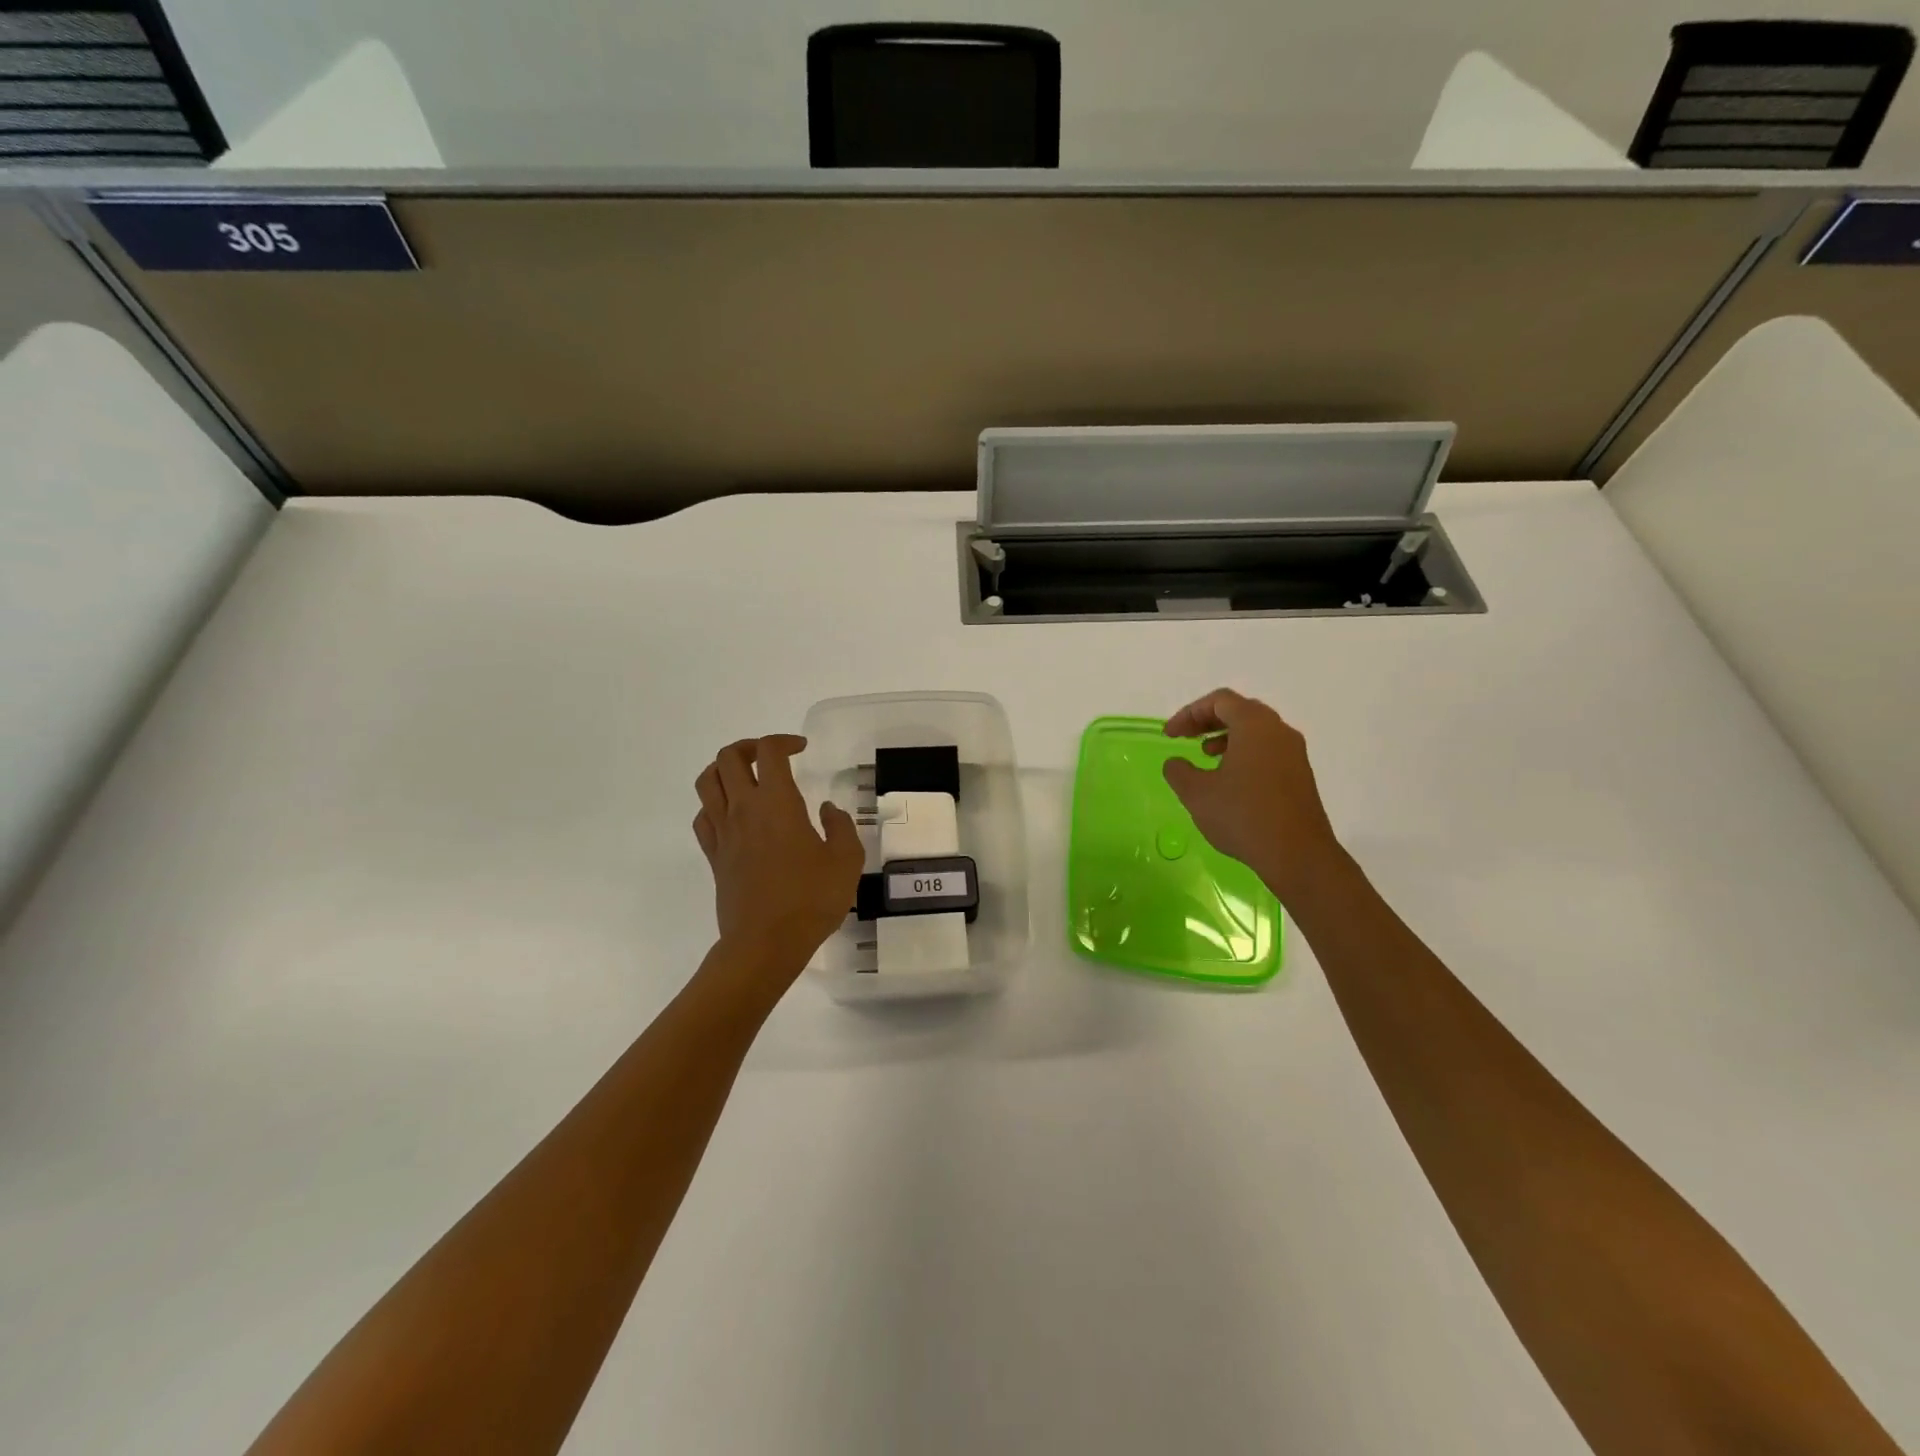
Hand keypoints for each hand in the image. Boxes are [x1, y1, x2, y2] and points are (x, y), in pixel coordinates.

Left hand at [693, 735, 863, 977]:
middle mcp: (744, 809)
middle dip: (750, 747)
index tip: (802, 749)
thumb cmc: (811, 900)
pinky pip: (703, 816)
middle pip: (729, 757)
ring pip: (707, 781)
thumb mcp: (846, 860)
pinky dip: (714, 804)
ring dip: (725, 769)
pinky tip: (733, 815)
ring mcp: (723, 832)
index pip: (770, 752)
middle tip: (773, 758)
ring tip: (748, 777)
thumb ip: (840, 827)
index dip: (785, 741)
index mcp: (777, 803)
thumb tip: (826, 810)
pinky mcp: (713, 856)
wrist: (766, 944)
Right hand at [1162, 689, 1344, 899]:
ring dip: (1226, 737)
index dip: (1189, 713)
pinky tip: (1230, 780)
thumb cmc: (1243, 816)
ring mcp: (1294, 753)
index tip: (1170, 735)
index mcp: (1254, 725)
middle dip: (1208, 721)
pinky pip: (1268, 750)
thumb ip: (1179, 771)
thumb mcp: (1197, 793)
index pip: (1219, 701)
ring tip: (1206, 756)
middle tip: (1185, 737)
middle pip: (1240, 711)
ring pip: (1256, 731)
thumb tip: (1175, 763)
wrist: (1297, 854)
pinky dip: (1244, 753)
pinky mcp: (1300, 775)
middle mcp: (1279, 731)